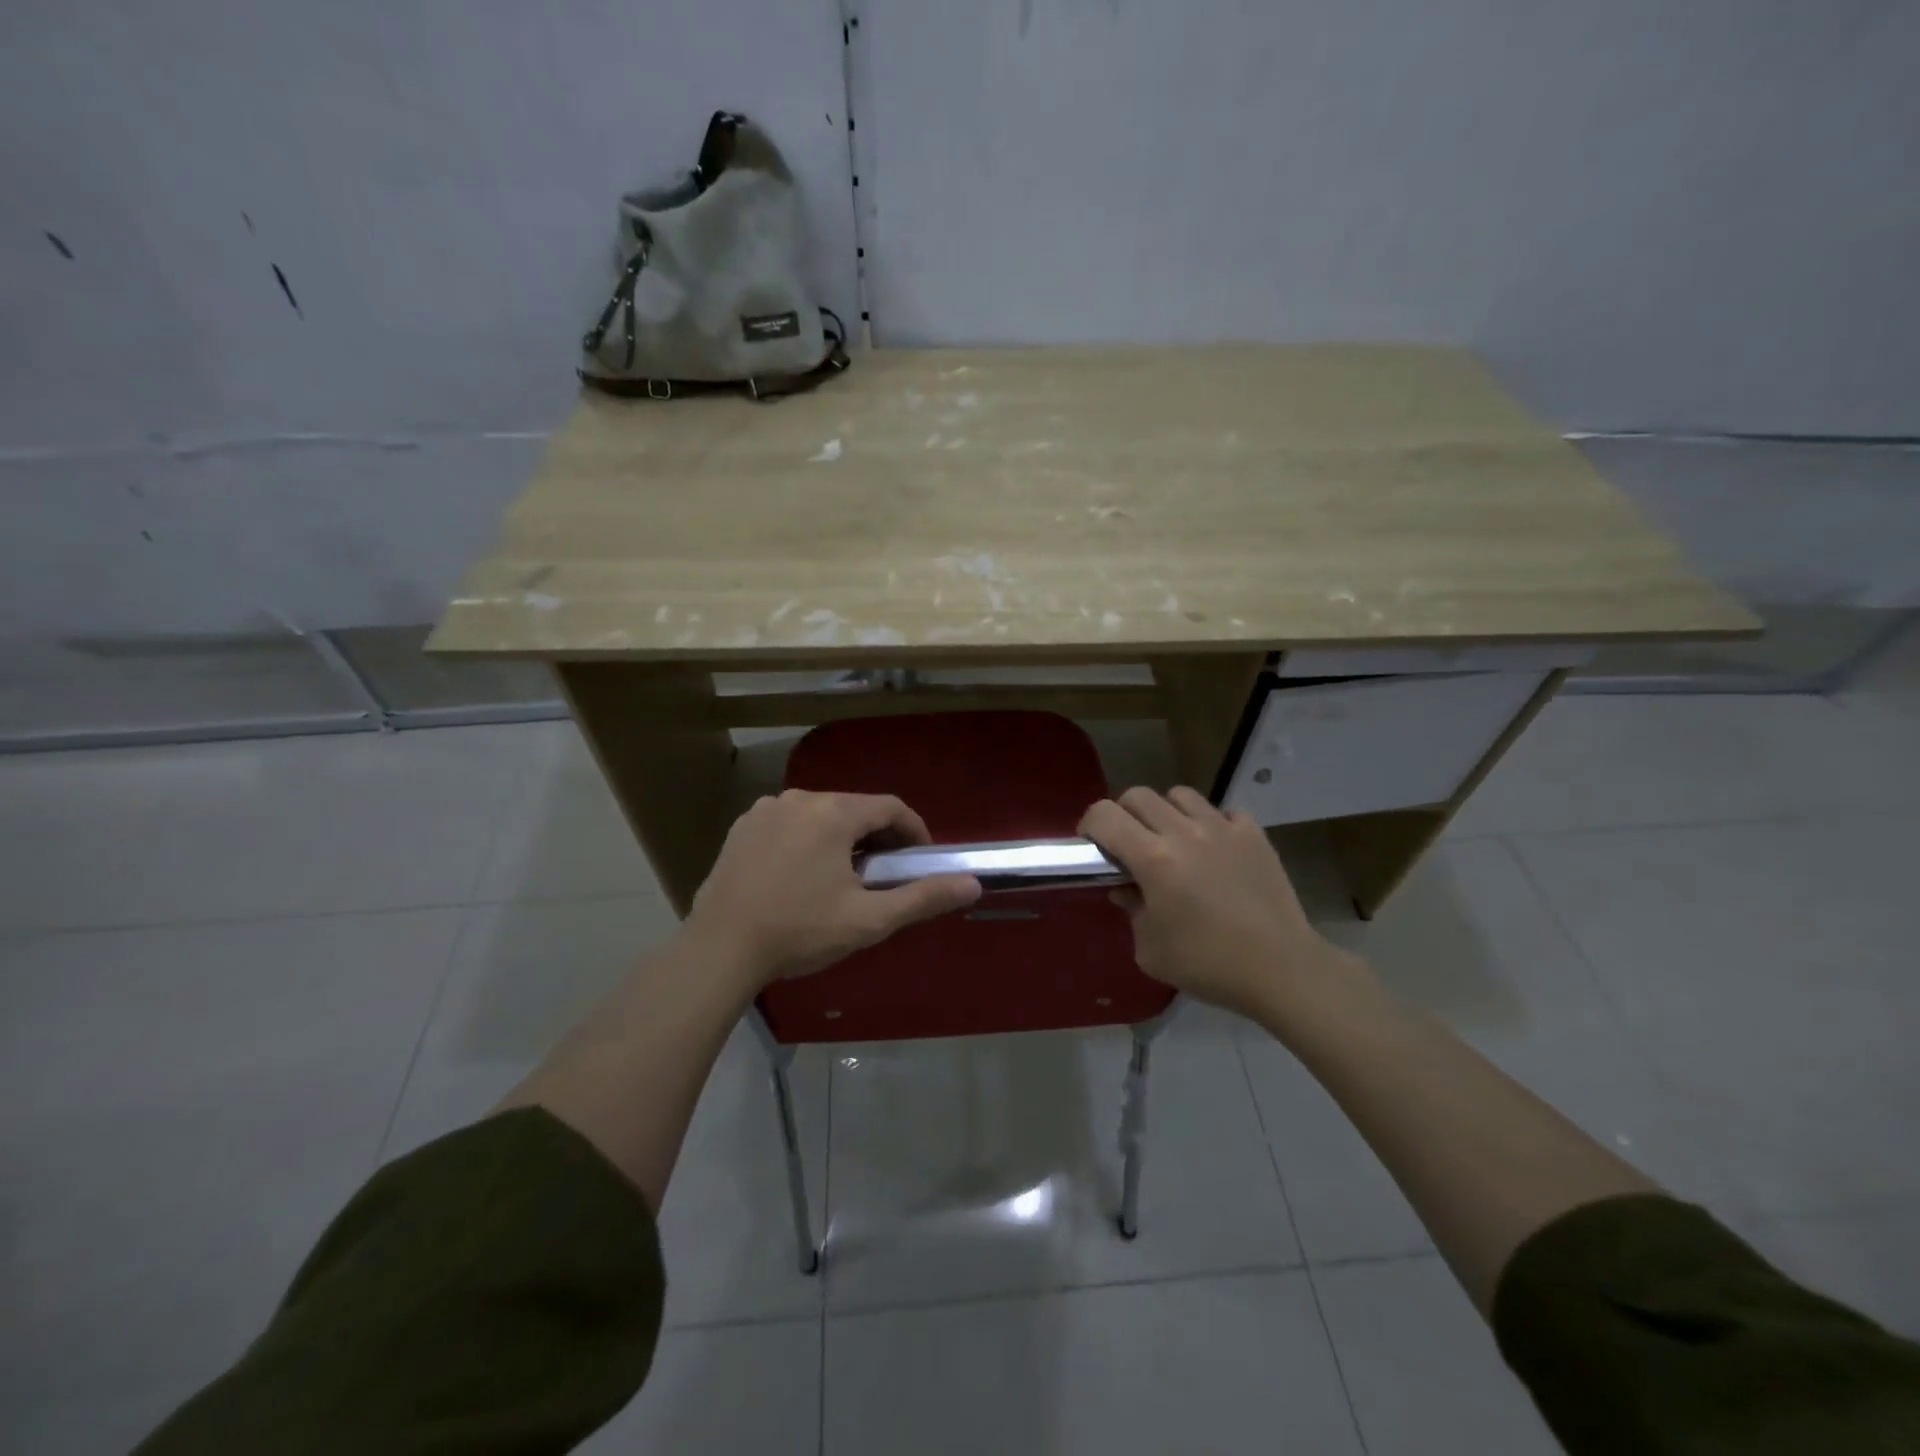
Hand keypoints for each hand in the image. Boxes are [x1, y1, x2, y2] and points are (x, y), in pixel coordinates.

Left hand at [683, 790, 981, 987]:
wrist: (719, 949)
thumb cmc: (800, 932)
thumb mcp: (868, 919)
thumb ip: (922, 897)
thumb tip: (972, 885)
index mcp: (834, 813)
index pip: (890, 808)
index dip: (914, 832)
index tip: (921, 860)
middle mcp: (800, 798)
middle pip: (855, 808)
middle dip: (877, 836)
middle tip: (884, 874)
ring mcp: (766, 810)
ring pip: (821, 814)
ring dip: (841, 837)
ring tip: (843, 877)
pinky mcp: (742, 827)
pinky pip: (789, 823)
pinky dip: (807, 840)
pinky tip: (801, 875)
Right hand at [1079, 787, 1363, 1022]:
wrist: (1281, 969)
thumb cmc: (1208, 964)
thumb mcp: (1150, 949)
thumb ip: (1131, 910)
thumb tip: (1127, 888)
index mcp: (1153, 859)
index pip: (1105, 816)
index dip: (1090, 826)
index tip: (1092, 847)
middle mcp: (1185, 832)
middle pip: (1138, 796)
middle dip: (1123, 815)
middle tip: (1129, 846)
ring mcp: (1223, 828)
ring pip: (1179, 795)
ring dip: (1166, 813)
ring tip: (1172, 842)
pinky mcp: (1253, 834)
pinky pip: (1222, 812)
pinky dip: (1210, 824)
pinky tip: (1214, 851)